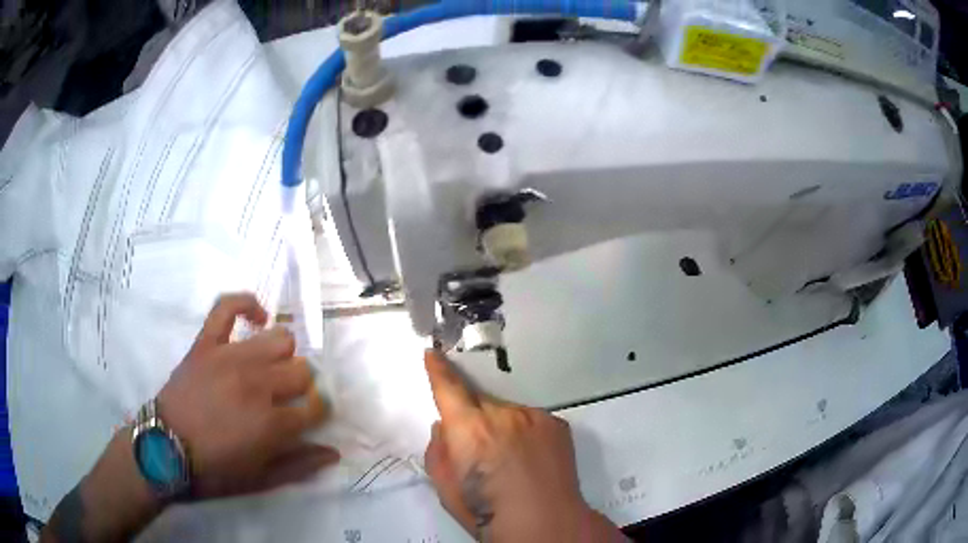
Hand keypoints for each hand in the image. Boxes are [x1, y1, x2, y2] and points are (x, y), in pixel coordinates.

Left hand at [157, 293, 337, 497]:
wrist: (165, 448)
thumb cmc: (214, 470)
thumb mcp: (261, 480)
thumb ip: (299, 466)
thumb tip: (333, 452)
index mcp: (272, 423)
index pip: (316, 406)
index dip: (318, 411)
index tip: (309, 417)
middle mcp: (258, 385)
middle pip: (302, 370)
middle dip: (301, 386)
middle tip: (285, 399)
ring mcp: (230, 358)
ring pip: (279, 338)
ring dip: (283, 354)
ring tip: (270, 368)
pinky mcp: (207, 343)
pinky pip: (228, 307)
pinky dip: (247, 304)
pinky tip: (257, 317)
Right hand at [423, 350, 624, 541]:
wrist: (545, 523)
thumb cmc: (486, 512)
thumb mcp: (446, 487)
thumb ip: (439, 450)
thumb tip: (445, 427)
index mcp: (469, 428)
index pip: (448, 388)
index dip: (438, 370)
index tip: (433, 354)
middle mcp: (502, 414)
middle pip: (479, 402)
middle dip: (473, 417)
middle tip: (479, 450)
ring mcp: (533, 416)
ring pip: (507, 413)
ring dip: (501, 427)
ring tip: (509, 460)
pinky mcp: (556, 424)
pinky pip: (530, 421)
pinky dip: (524, 434)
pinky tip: (530, 460)